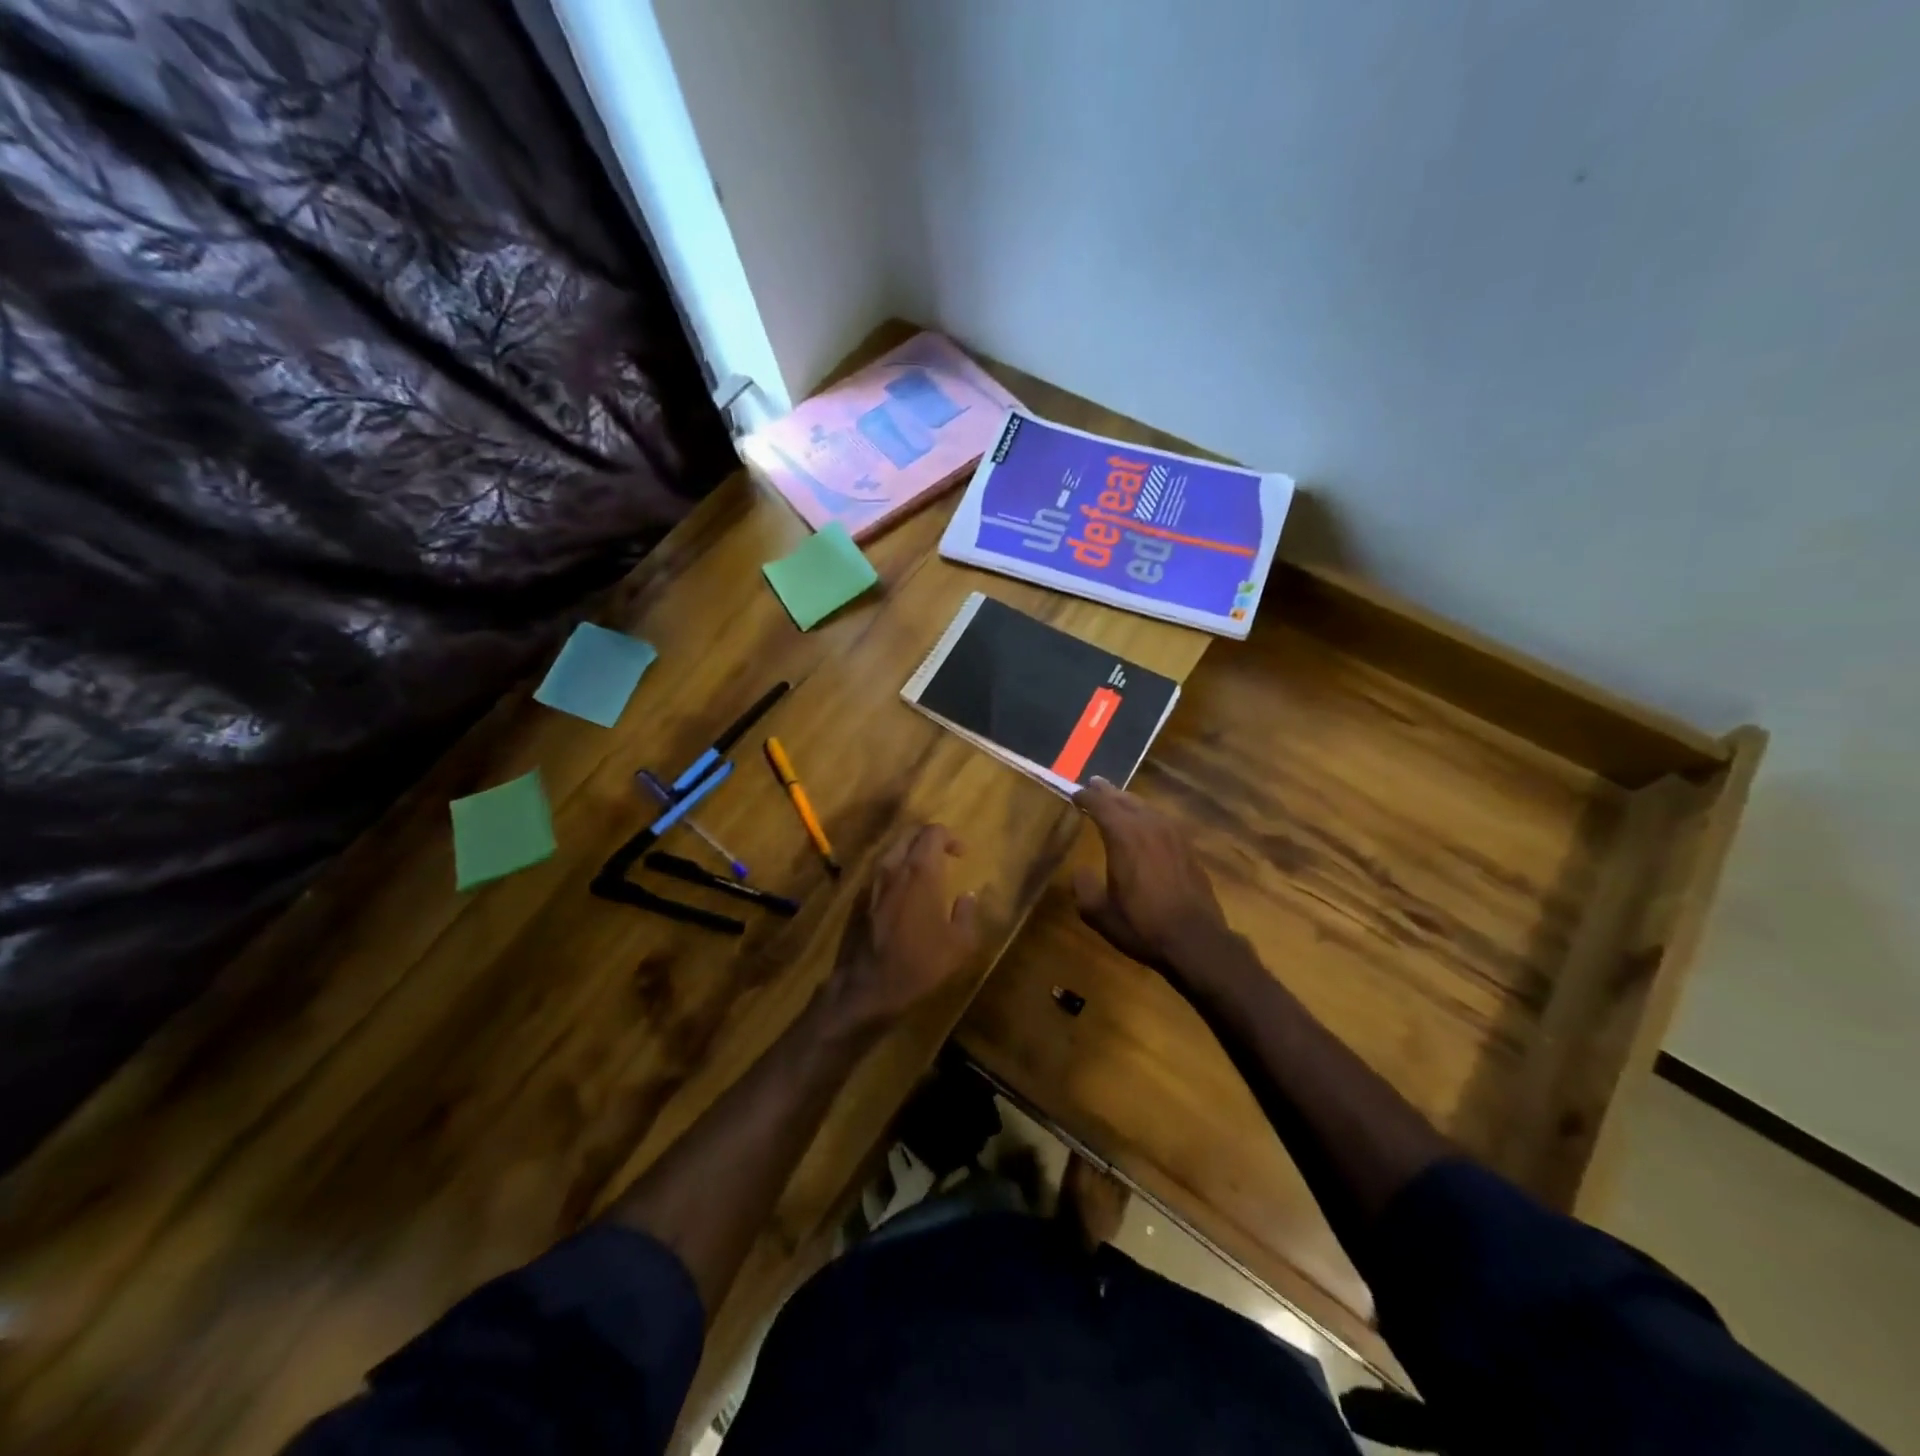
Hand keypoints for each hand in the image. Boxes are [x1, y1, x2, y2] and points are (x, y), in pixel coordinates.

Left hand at [820, 824, 980, 1036]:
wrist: (864, 988)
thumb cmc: (917, 965)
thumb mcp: (958, 945)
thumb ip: (966, 913)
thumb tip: (968, 896)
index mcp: (920, 872)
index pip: (933, 832)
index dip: (950, 837)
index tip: (962, 855)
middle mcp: (893, 867)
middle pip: (910, 834)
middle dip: (929, 839)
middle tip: (945, 857)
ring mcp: (871, 881)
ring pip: (892, 850)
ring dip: (910, 853)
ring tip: (926, 874)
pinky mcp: (857, 897)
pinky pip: (880, 870)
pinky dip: (895, 871)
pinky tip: (903, 894)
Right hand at [1072, 777, 1232, 977]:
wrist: (1195, 941)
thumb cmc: (1142, 926)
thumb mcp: (1099, 914)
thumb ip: (1083, 888)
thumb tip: (1080, 872)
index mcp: (1124, 837)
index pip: (1101, 805)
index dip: (1086, 797)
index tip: (1074, 795)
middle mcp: (1148, 827)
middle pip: (1124, 800)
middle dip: (1107, 792)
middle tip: (1094, 785)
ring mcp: (1172, 834)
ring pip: (1146, 807)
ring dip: (1128, 801)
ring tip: (1117, 799)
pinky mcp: (1187, 847)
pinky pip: (1162, 820)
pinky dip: (1148, 815)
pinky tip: (1146, 822)